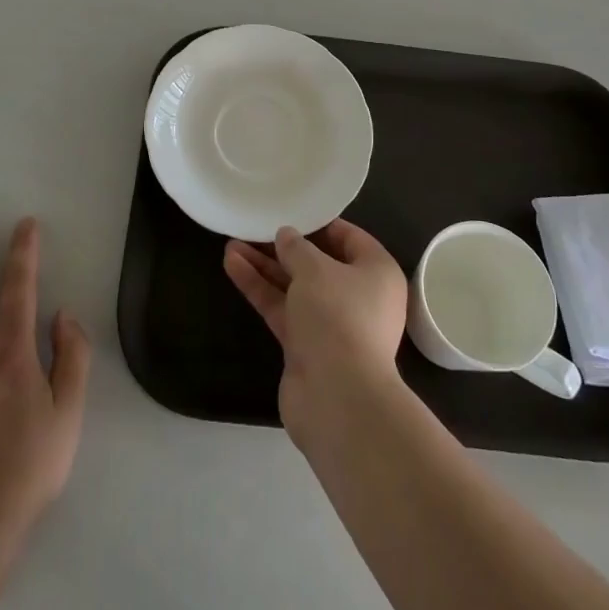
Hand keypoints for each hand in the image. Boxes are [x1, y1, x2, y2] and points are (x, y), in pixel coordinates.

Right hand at [223, 220, 407, 445]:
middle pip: (317, 263)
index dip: (318, 224)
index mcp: (377, 272)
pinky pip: (283, 308)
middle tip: (254, 227)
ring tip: (231, 243)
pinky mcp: (307, 346)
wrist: (338, 398)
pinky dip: (260, 288)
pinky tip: (233, 266)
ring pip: (295, 286)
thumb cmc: (338, 317)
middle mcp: (359, 296)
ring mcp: (332, 324)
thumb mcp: (315, 269)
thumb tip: (286, 236)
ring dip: (265, 266)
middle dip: (283, 247)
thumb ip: (296, 248)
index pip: (349, 237)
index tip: (290, 210)